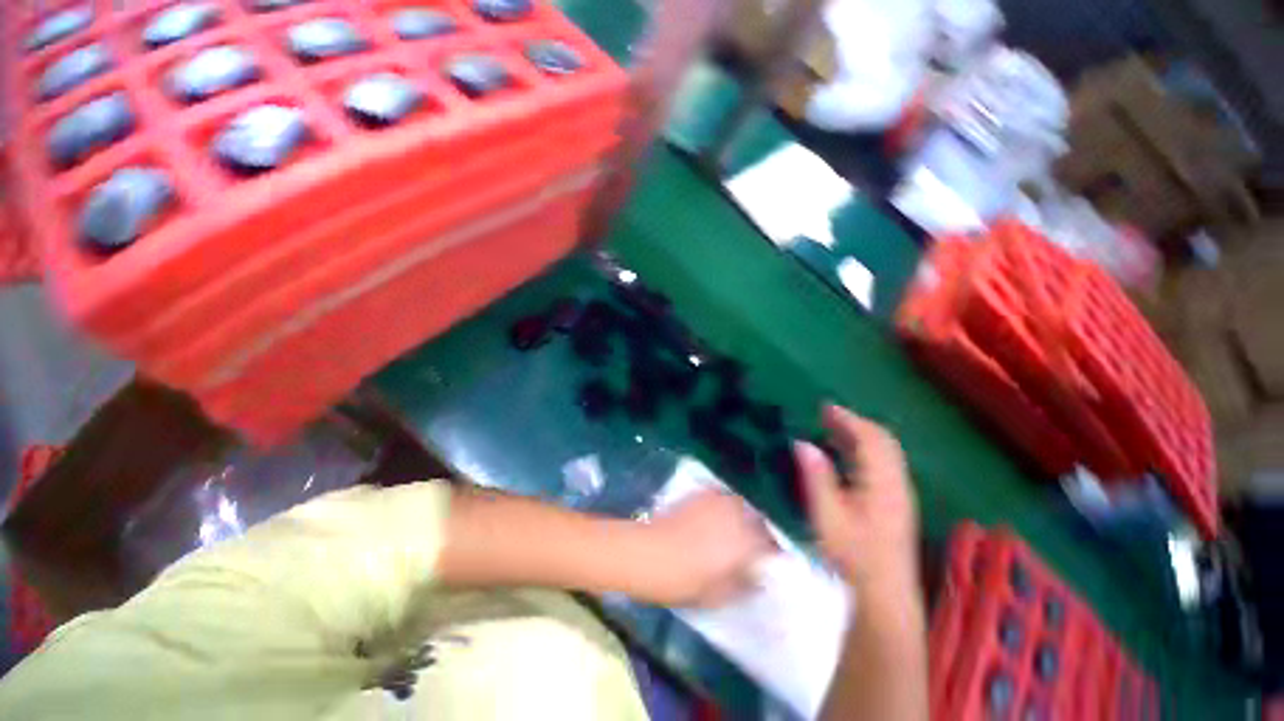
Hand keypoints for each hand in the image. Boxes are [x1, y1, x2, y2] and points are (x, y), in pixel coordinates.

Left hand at [640, 490, 775, 607]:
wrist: (650, 553)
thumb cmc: (686, 580)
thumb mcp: (720, 595)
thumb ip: (745, 585)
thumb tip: (758, 578)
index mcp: (746, 541)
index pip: (772, 542)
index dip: (774, 550)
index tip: (772, 558)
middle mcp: (736, 515)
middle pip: (758, 518)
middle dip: (760, 529)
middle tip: (755, 543)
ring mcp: (717, 501)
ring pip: (741, 504)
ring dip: (744, 514)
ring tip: (738, 527)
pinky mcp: (701, 494)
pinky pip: (721, 495)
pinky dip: (725, 504)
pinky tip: (717, 514)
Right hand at [795, 405, 918, 592]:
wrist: (885, 594)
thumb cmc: (853, 555)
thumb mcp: (827, 515)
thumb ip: (816, 476)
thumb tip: (803, 443)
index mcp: (882, 483)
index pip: (870, 438)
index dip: (848, 419)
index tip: (824, 407)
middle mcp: (897, 483)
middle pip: (883, 441)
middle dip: (855, 423)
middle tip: (826, 414)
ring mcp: (900, 494)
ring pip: (885, 452)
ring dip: (860, 435)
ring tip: (832, 428)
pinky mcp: (897, 504)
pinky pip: (884, 464)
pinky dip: (865, 450)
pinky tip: (845, 456)